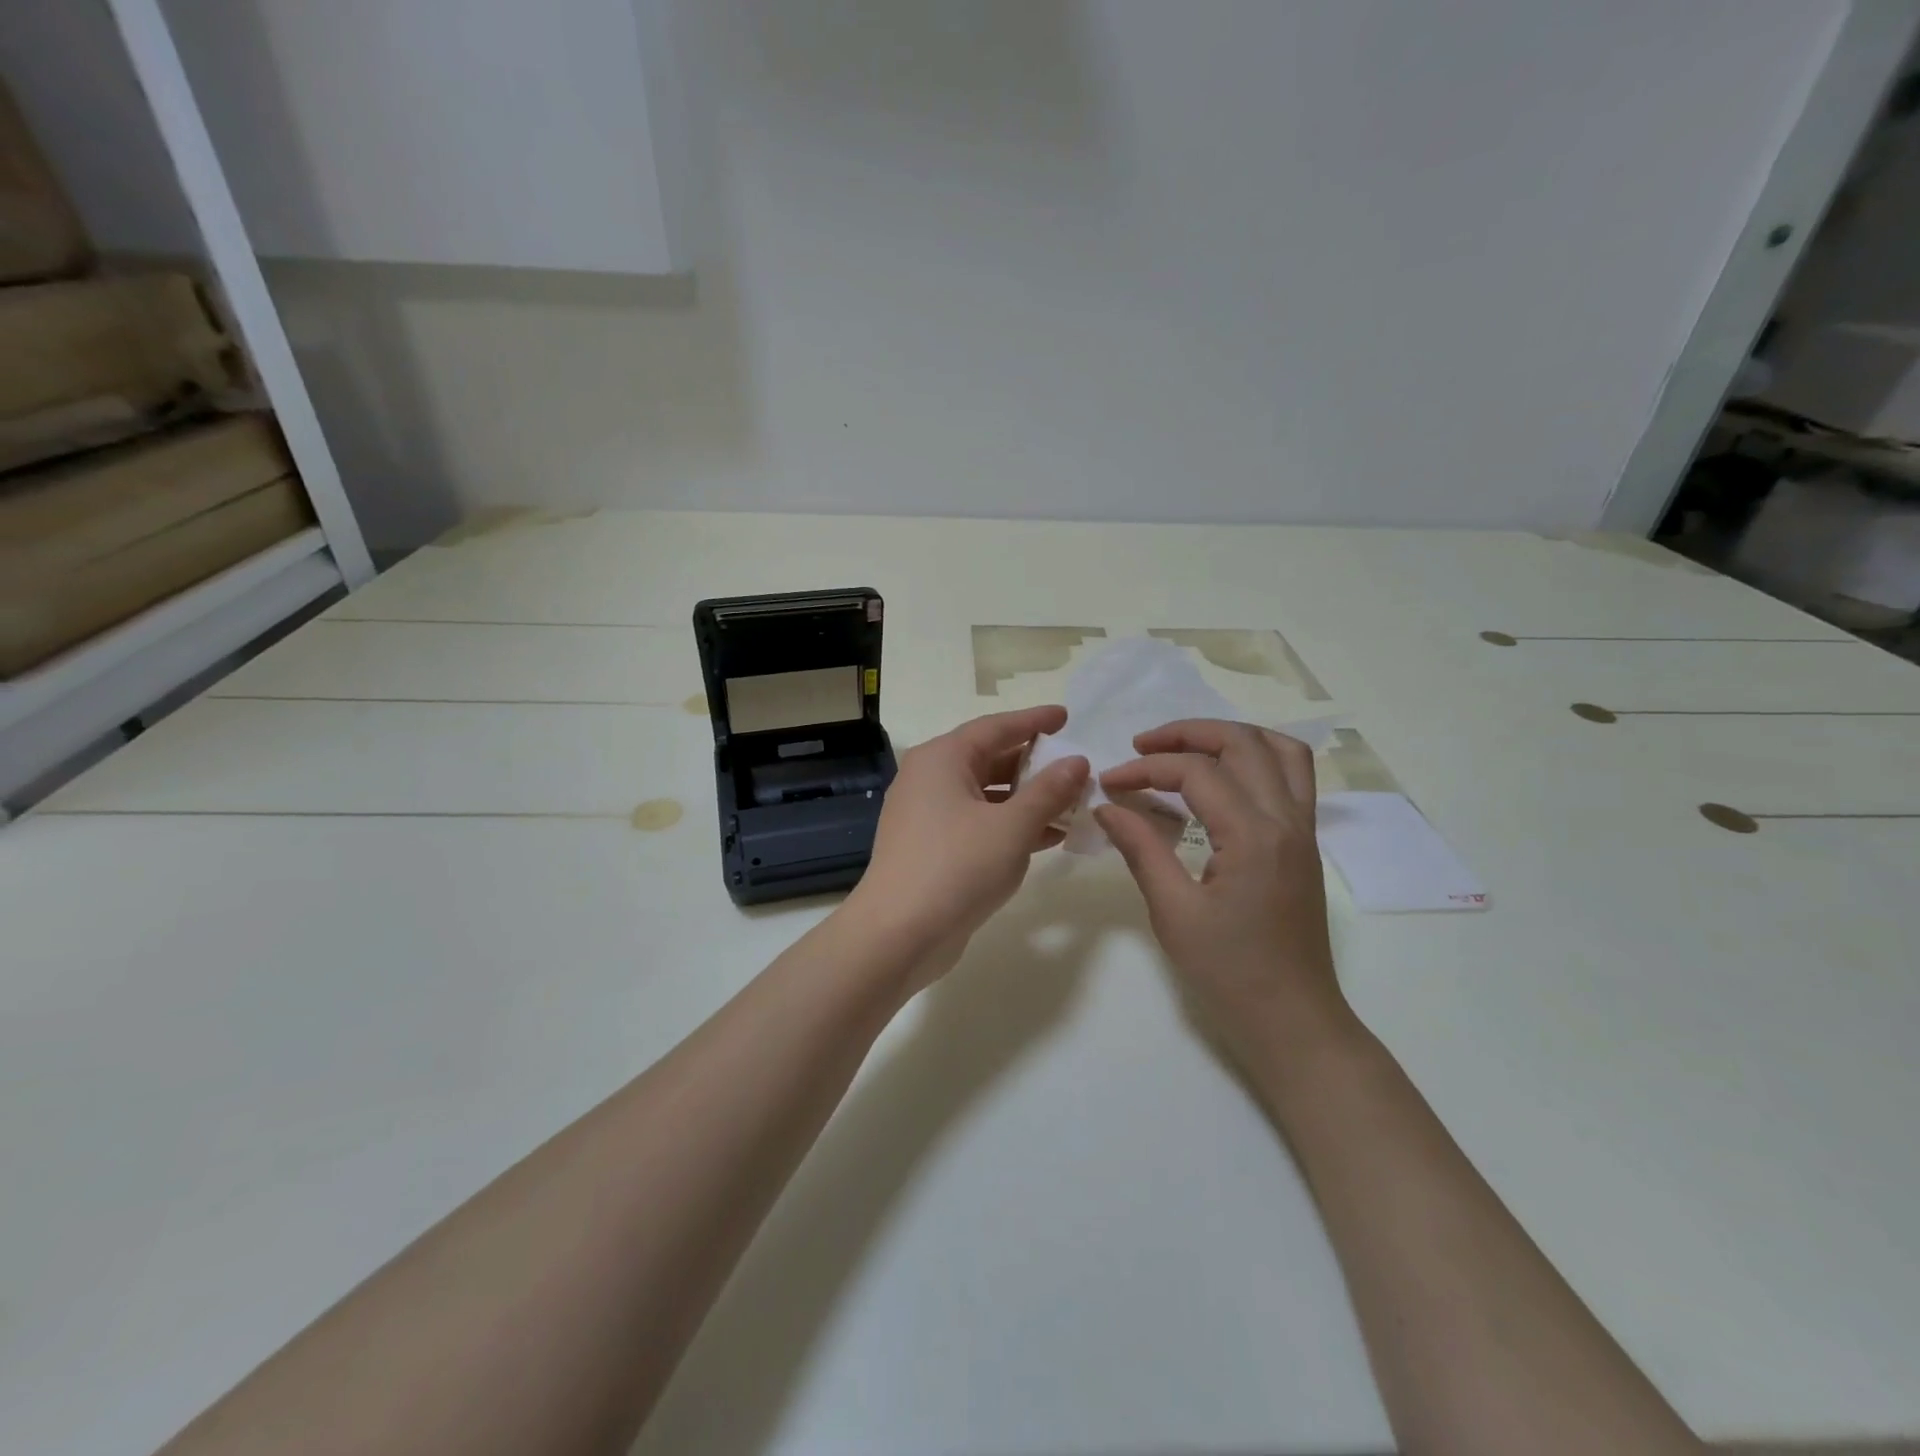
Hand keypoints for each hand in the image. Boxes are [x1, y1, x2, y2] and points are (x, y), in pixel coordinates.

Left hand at [846, 706, 1088, 976]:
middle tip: (1076, 765)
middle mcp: (930, 778)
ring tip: (1072, 803)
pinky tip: (1048, 836)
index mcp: (943, 758)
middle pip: (990, 758)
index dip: (1034, 721)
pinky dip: (1010, 825)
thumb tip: (1077, 761)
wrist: (898, 934)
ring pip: (986, 794)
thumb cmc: (957, 868)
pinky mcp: (932, 846)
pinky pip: (978, 822)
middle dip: (1035, 764)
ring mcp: (927, 814)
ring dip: (1027, 799)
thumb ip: (1049, 791)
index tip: (1066, 716)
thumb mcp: (1012, 827)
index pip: (996, 727)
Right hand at [1094, 719, 1352, 1062]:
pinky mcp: (1305, 843)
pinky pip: (1292, 776)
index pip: (1196, 772)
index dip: (1146, 769)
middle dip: (1186, 733)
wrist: (1293, 1019)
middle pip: (1242, 743)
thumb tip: (1107, 805)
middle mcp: (1287, 820)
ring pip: (1279, 750)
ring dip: (1229, 736)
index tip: (1109, 784)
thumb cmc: (1229, 972)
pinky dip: (1257, 757)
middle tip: (1141, 746)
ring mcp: (1304, 829)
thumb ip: (1141, 848)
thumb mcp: (1173, 912)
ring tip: (1185, 747)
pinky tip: (1224, 775)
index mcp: (1253, 836)